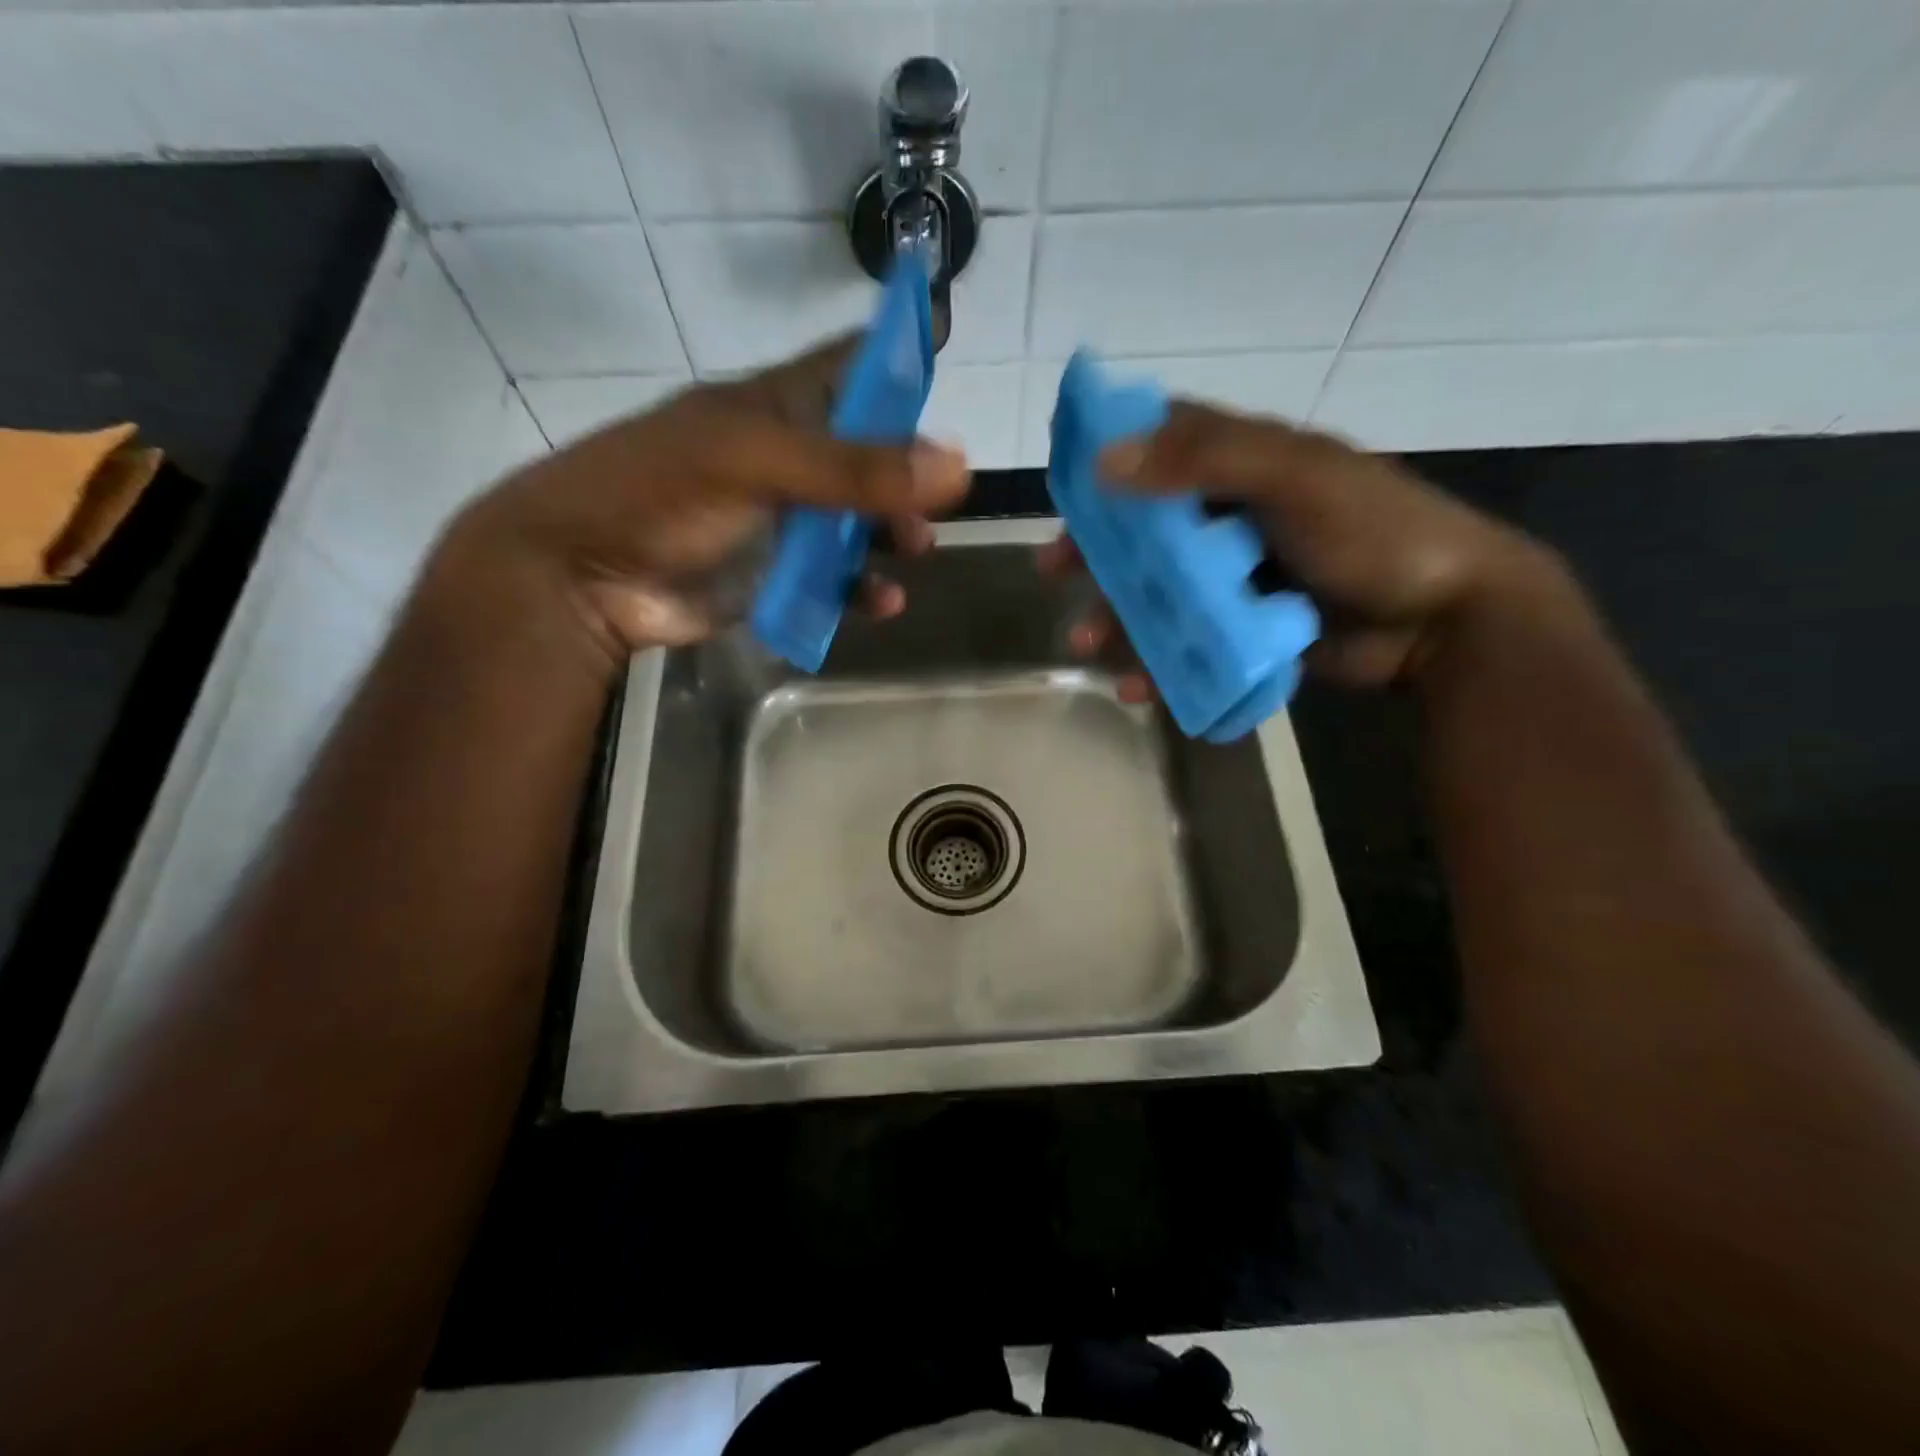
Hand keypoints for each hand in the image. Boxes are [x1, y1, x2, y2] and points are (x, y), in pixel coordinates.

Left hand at [440, 339, 970, 661]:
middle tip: (945, 496)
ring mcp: (781, 521)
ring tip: (917, 548)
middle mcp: (785, 459)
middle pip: (867, 454)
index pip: (849, 365)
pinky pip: (835, 580)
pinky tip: (884, 601)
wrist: (581, 578)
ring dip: (893, 532)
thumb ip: (853, 469)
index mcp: (775, 407)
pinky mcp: (775, 576)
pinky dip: (863, 588)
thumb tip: (957, 464)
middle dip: (908, 470)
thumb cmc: (659, 493)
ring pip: (857, 521)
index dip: (896, 349)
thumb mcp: (755, 464)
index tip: (946, 333)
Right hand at [1039, 401, 1554, 690]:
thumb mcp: (1296, 478)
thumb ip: (1206, 460)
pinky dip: (1161, 665)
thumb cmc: (1374, 532)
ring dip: (1118, 616)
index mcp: (1246, 464)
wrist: (1445, 623)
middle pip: (1148, 526)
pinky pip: (1188, 644)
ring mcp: (1238, 578)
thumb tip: (1105, 460)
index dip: (1112, 454)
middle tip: (1053, 570)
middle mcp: (1234, 516)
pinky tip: (1137, 686)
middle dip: (1097, 550)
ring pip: (1160, 592)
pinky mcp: (1244, 630)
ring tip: (1085, 645)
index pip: (1166, 442)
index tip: (1065, 480)